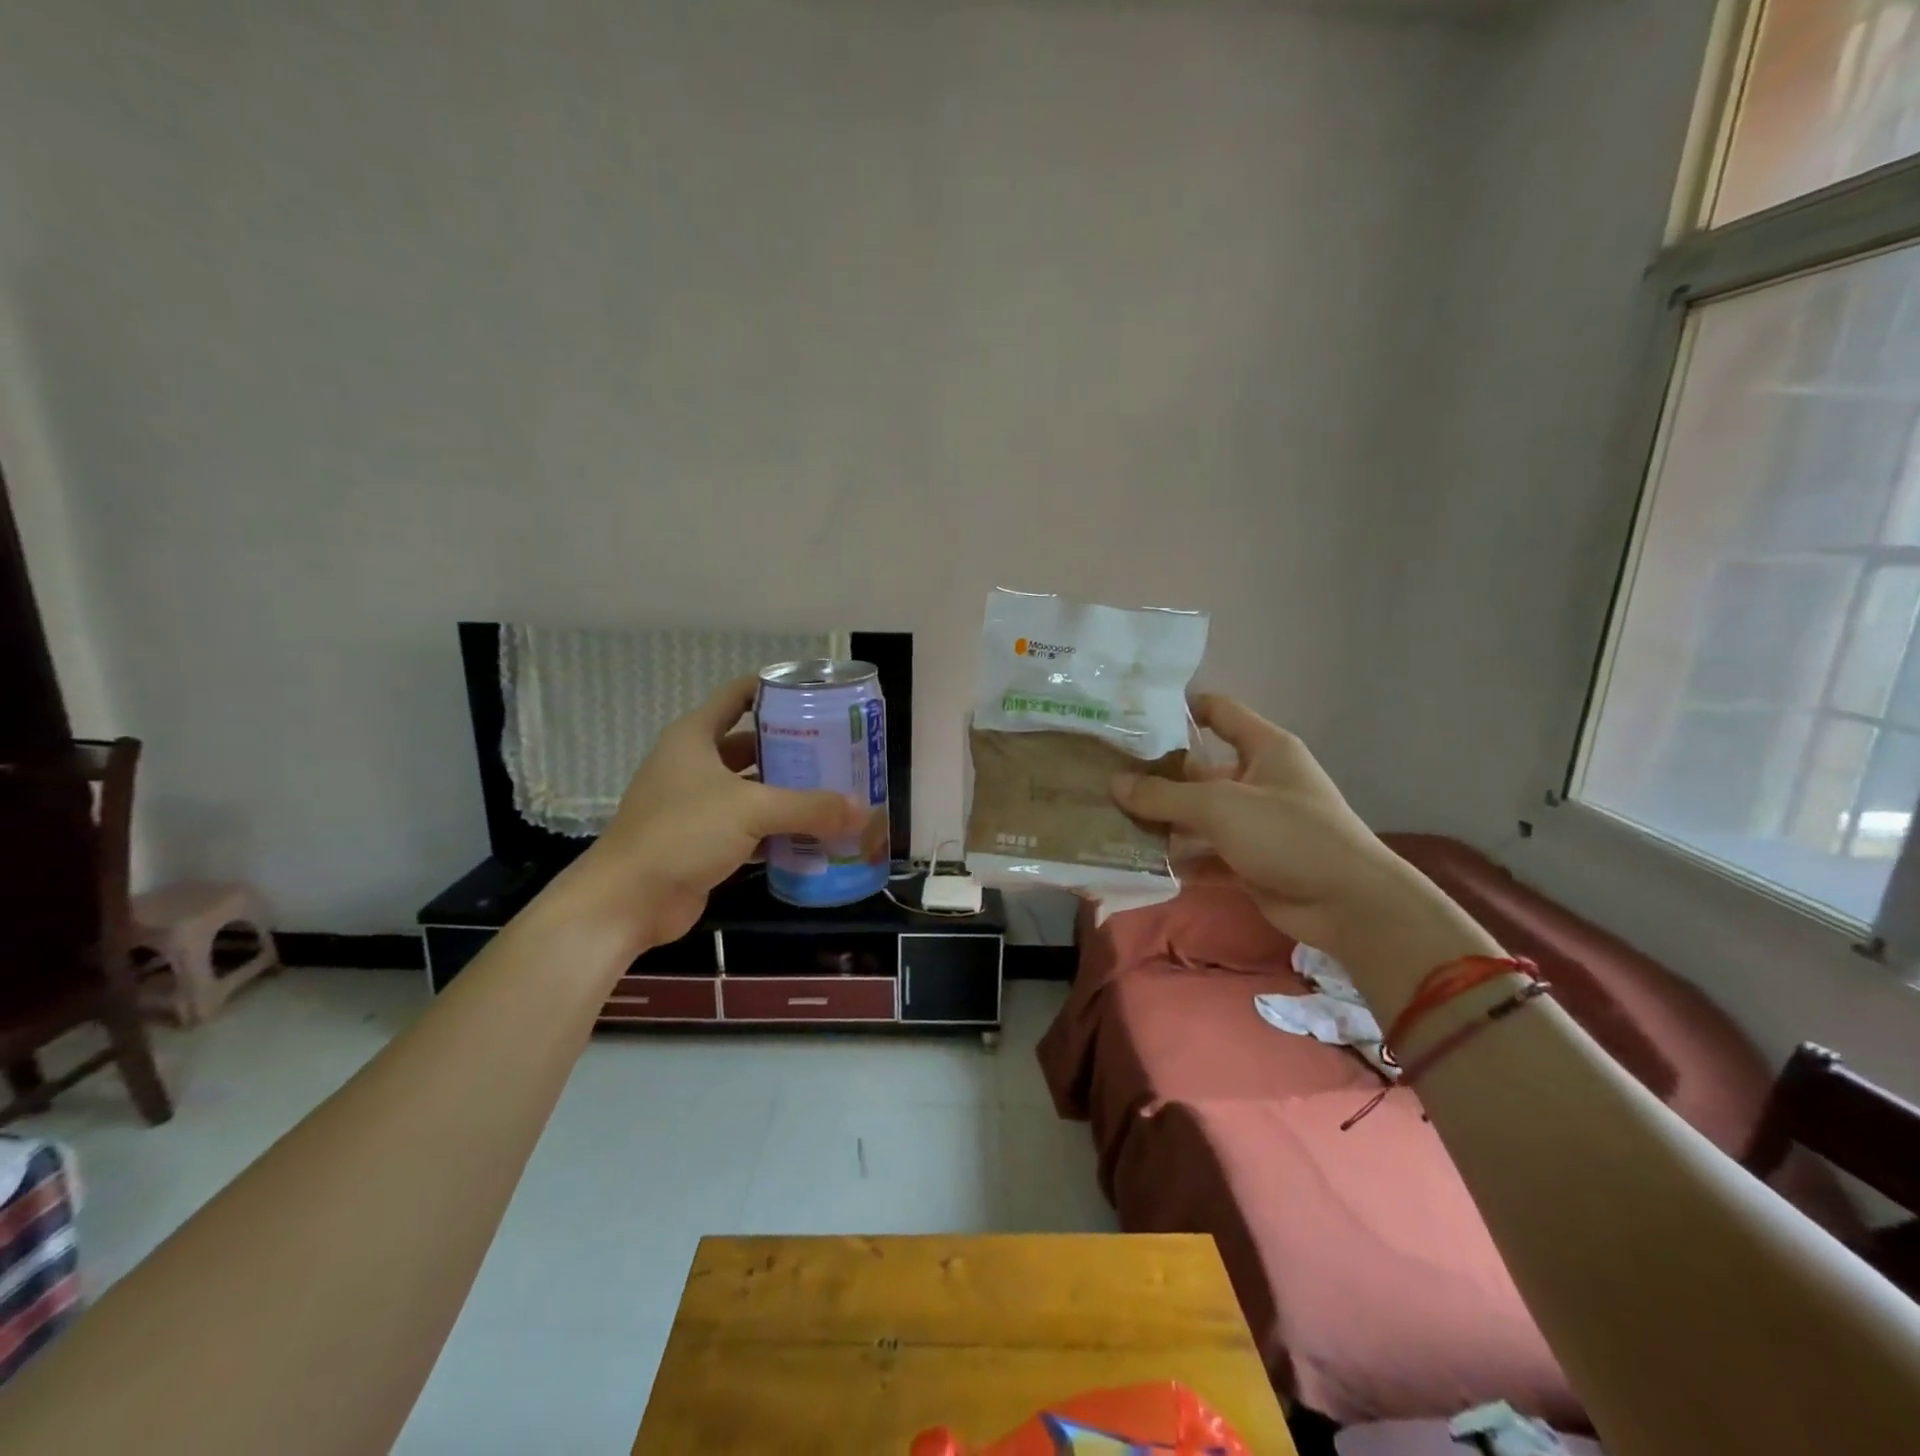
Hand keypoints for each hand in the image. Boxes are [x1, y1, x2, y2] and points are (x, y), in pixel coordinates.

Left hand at [579, 678, 865, 944]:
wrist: (627, 901)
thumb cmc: (682, 833)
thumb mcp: (750, 810)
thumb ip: (810, 807)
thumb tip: (864, 810)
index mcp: (695, 737)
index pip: (737, 696)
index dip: (773, 689)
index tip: (816, 694)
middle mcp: (695, 765)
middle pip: (752, 745)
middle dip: (793, 748)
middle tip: (838, 751)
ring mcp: (697, 805)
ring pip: (753, 789)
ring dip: (789, 793)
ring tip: (836, 792)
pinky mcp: (703, 842)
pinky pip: (750, 827)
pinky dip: (778, 830)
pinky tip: (814, 835)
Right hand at [1110, 695, 1496, 990]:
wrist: (1349, 904)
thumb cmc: (1288, 833)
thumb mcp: (1220, 806)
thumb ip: (1164, 795)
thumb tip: (1114, 783)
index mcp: (1264, 748)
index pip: (1219, 711)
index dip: (1180, 708)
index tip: (1134, 716)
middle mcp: (1258, 779)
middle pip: (1198, 769)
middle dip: (1155, 775)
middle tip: (1105, 776)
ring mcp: (1254, 823)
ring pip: (1197, 815)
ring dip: (1161, 820)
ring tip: (1110, 819)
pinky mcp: (1249, 861)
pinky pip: (1205, 853)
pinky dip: (1178, 858)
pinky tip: (1138, 861)